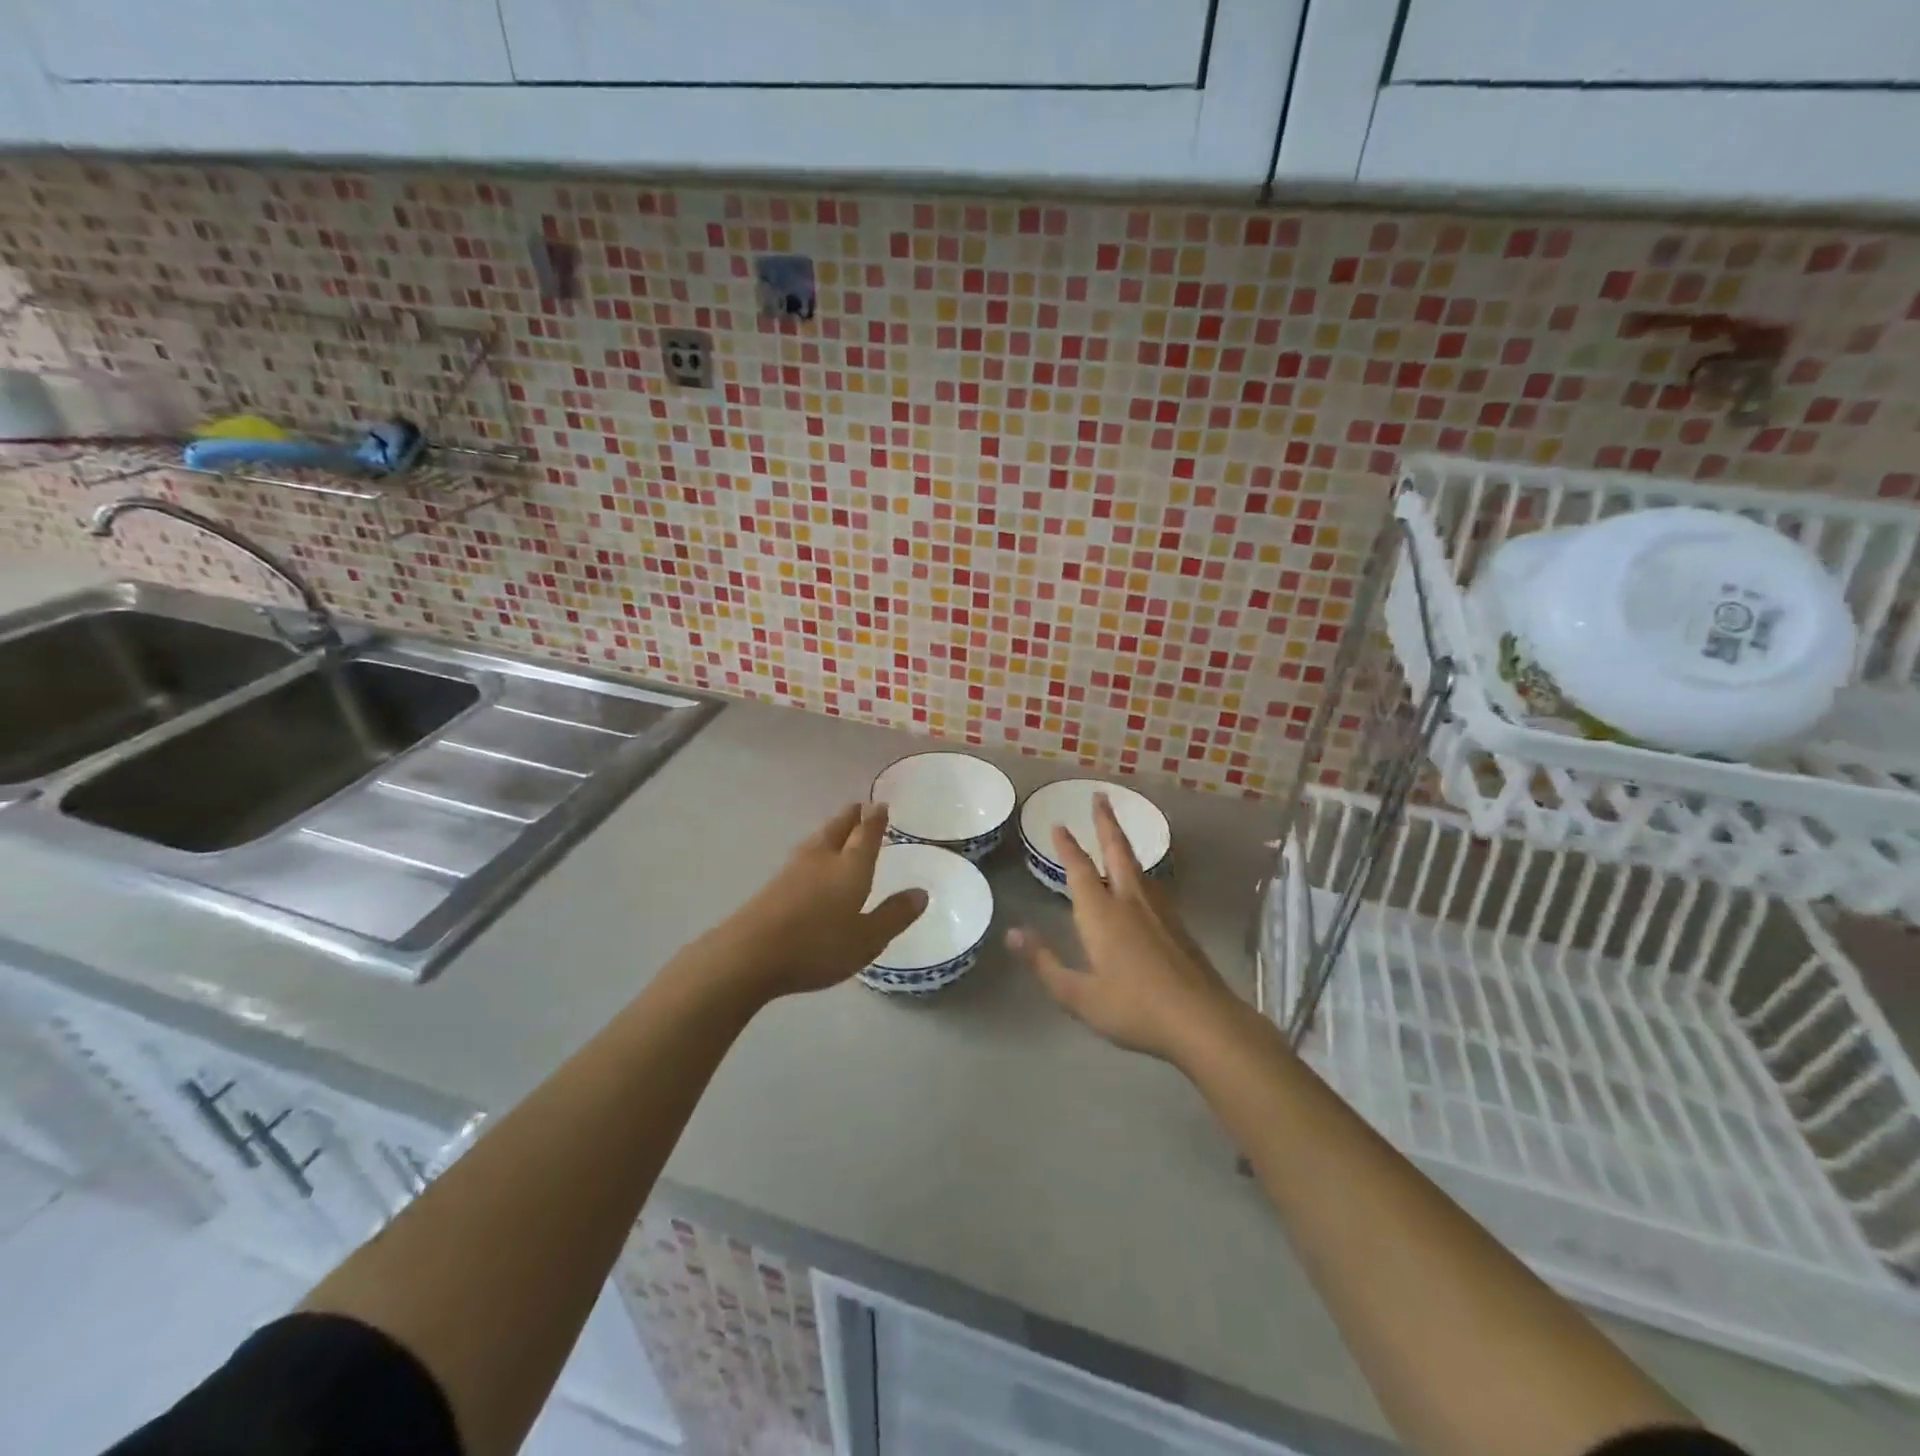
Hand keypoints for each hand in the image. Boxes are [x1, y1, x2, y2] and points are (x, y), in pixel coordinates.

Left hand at [712, 802, 927, 1001]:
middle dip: (851, 817)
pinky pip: (802, 856)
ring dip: (830, 830)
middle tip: (859, 806)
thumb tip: (921, 892)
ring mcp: (793, 870)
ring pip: (817, 840)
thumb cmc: (817, 946)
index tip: (880, 804)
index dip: (875, 819)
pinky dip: (814, 849)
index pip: (866, 835)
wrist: (749, 954)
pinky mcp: (773, 885)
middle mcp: (822, 859)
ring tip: (837, 827)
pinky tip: (810, 861)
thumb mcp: (867, 939)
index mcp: (850, 867)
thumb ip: (894, 916)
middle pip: (838, 829)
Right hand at [1008, 794, 1247, 1062]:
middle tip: (1100, 797)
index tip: (1058, 824)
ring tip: (1117, 834)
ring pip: (1138, 866)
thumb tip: (1012, 933)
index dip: (1067, 846)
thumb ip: (1045, 963)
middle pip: (1117, 851)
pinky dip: (1140, 871)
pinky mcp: (1178, 925)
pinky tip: (1143, 883)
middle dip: (1105, 823)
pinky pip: (1153, 885)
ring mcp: (1159, 911)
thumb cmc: (1133, 1008)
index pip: (1079, 869)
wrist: (1202, 1020)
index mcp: (1101, 913)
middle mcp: (1130, 901)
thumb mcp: (1078, 995)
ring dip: (1124, 843)